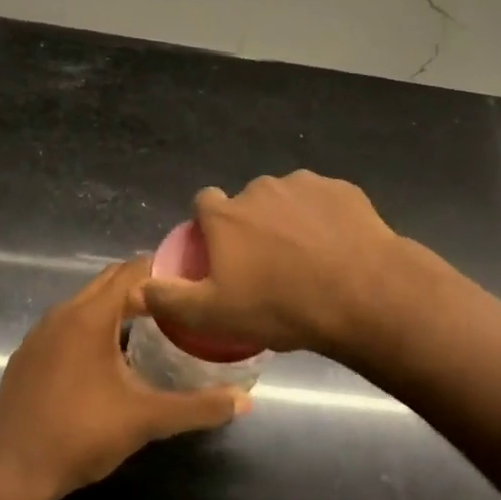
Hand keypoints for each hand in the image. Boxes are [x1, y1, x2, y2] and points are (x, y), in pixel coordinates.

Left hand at [0, 258, 248, 499]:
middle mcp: (62, 312)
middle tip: (180, 302)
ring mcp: (40, 333)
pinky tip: (108, 357)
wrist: (10, 474)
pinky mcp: (27, 354)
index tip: (194, 279)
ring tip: (152, 324)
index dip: (164, 269)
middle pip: (109, 281)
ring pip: (86, 302)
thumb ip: (198, 407)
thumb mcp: (146, 420)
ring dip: (117, 305)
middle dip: (144, 286)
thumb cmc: (80, 436)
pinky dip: (92, 325)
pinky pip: (67, 323)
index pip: (133, 271)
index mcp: (90, 316)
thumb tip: (246, 401)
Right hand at [136, 171, 408, 356]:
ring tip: (309, 261)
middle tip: (269, 267)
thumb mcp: (213, 315)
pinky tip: (338, 250)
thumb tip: (138, 288)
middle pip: (247, 204)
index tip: (222, 255)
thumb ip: (170, 299)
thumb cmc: (281, 306)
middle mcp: (260, 189)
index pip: (203, 204)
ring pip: (287, 201)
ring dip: (290, 221)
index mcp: (226, 214)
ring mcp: (304, 184)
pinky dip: (325, 220)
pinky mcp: (342, 190)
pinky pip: (324, 203)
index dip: (209, 228)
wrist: (362, 294)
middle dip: (253, 227)